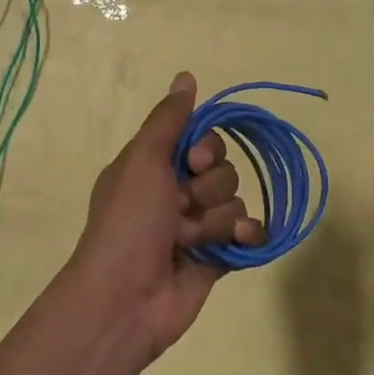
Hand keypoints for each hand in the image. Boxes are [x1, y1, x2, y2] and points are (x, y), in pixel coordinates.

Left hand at [68, 72, 261, 363]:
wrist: (125, 299)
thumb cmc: (129, 222)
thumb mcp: (143, 160)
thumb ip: (169, 119)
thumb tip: (187, 75)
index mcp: (155, 167)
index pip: (201, 138)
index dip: (206, 148)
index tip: (192, 160)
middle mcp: (176, 192)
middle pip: (222, 169)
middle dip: (209, 187)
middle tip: (183, 205)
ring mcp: (197, 226)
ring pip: (234, 201)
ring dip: (216, 218)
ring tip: (190, 239)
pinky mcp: (216, 257)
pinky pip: (247, 233)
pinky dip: (246, 235)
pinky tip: (239, 241)